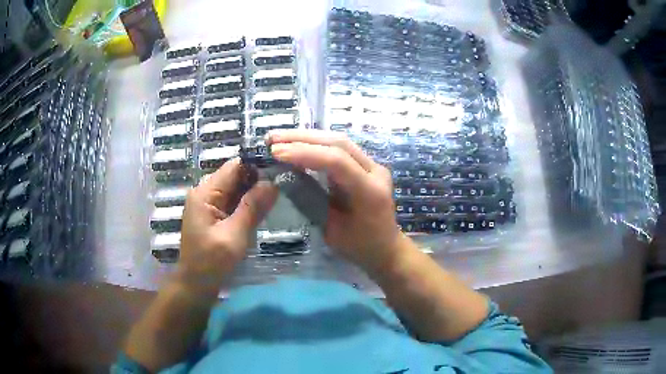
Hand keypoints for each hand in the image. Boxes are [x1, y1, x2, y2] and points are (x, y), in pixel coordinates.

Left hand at [178, 158, 277, 294]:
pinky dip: (247, 205)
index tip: (280, 171)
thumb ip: (252, 208)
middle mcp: (205, 193)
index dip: (257, 166)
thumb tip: (273, 182)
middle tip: (283, 187)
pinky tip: (262, 210)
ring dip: (254, 193)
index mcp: (205, 193)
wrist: (196, 285)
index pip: (234, 167)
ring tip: (276, 198)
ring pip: (236, 189)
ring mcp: (208, 204)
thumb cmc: (211, 263)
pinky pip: (233, 202)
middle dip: (257, 180)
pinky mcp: (213, 215)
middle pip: (235, 176)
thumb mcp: (234, 235)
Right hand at [268, 130, 402, 272]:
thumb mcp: (331, 230)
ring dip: (307, 137)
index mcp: (370, 191)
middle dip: (302, 138)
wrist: (386, 249)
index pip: (337, 161)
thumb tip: (284, 176)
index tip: (276, 153)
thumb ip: (311, 201)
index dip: (304, 153)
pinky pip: (340, 149)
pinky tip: (297, 144)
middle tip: (272, 138)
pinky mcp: (366, 165)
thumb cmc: (359, 246)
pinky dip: (316, 144)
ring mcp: (373, 166)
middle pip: (339, 143)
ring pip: (339, 141)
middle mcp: (375, 172)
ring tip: (279, 138)